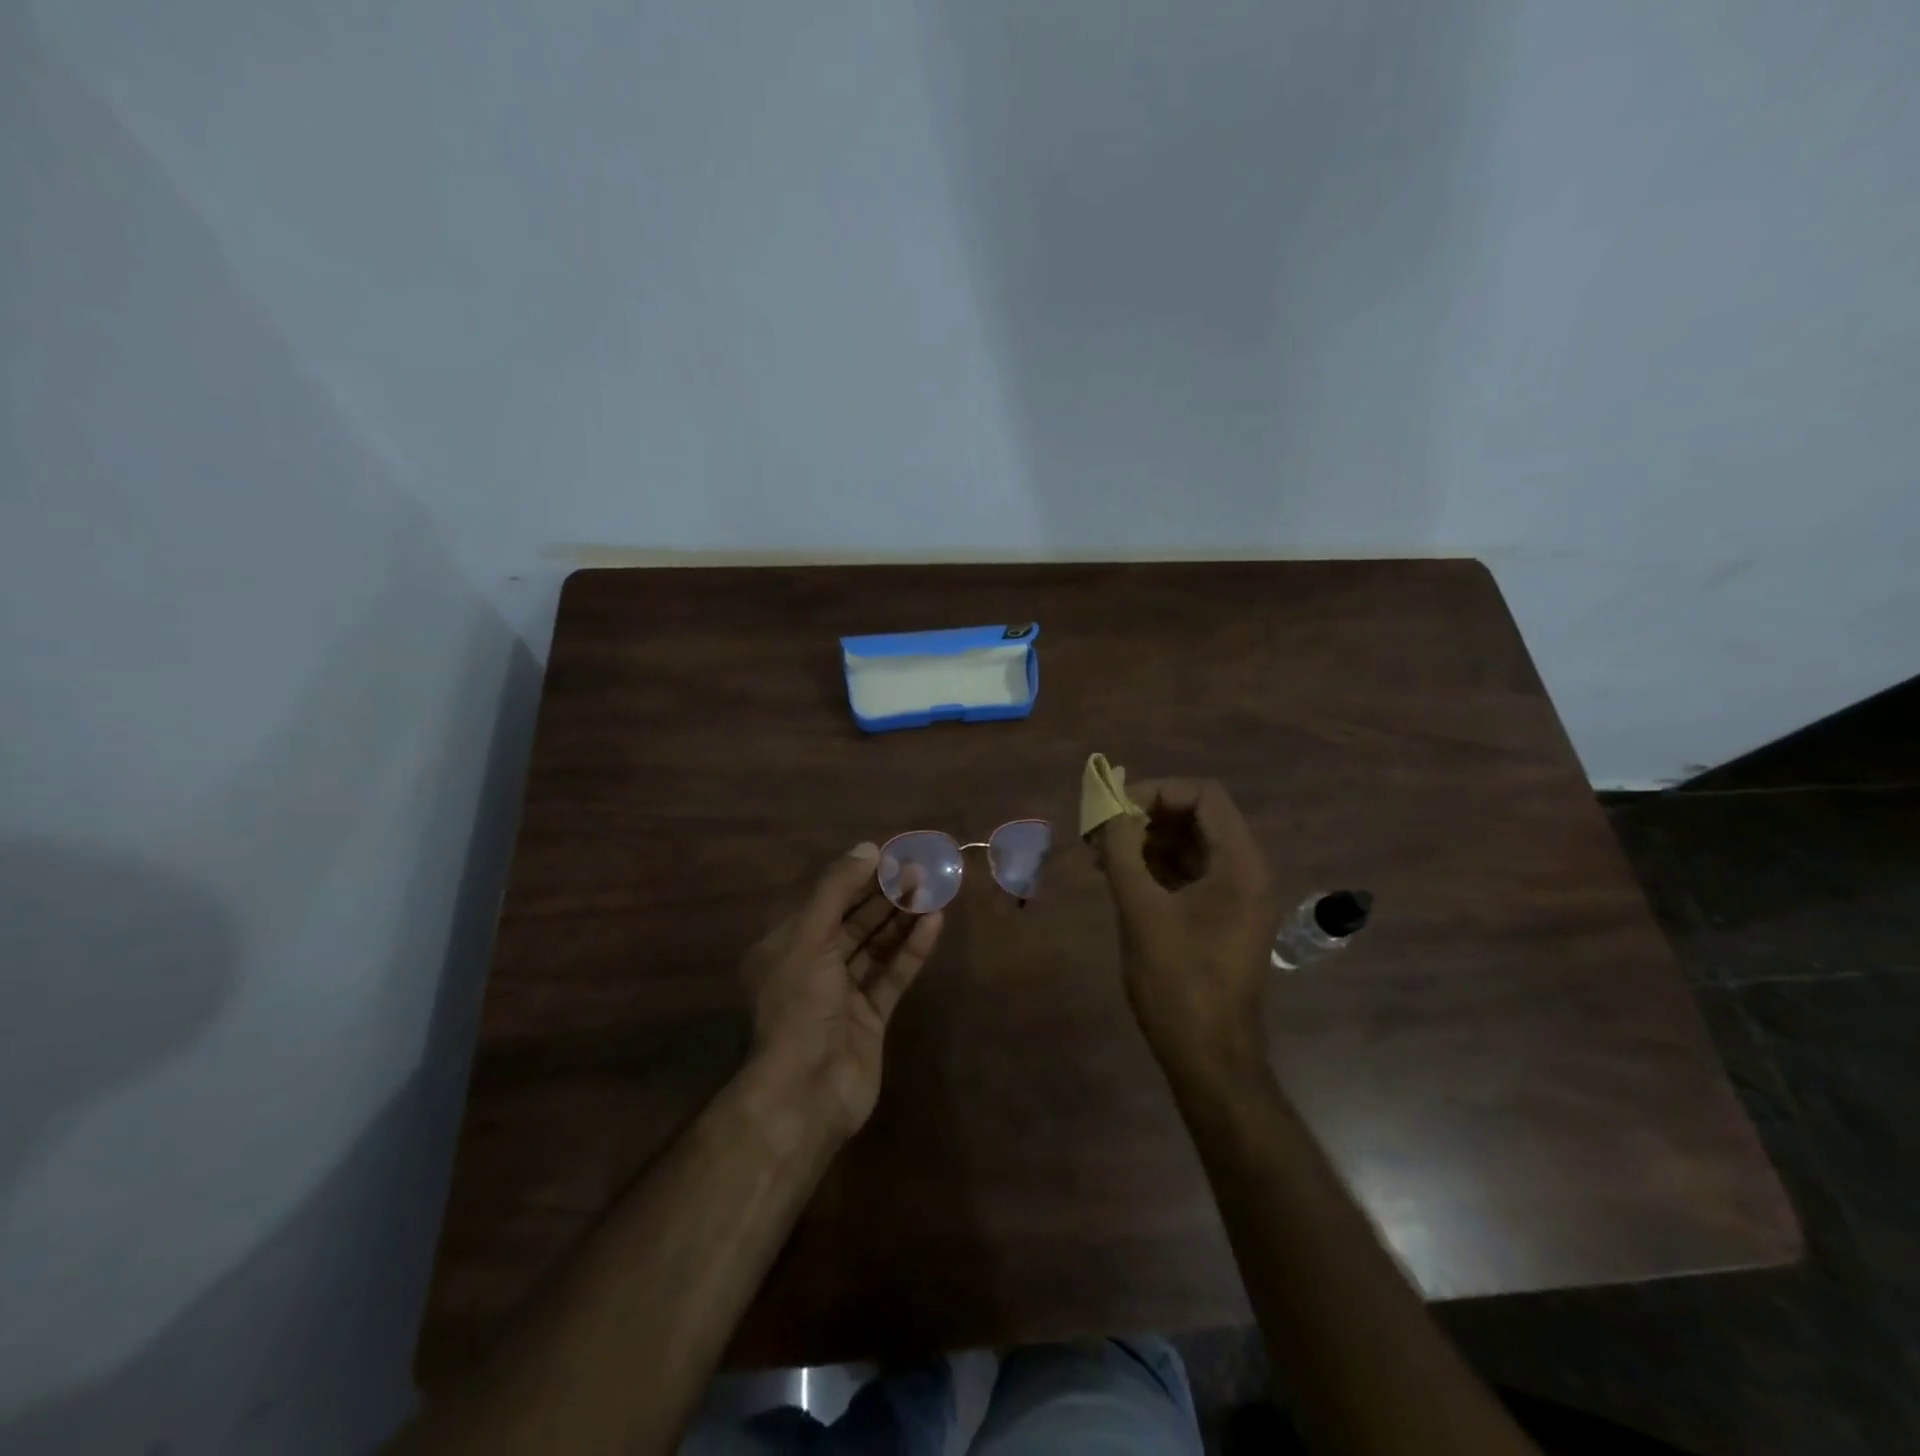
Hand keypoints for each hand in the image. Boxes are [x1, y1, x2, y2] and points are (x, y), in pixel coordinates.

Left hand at [741, 843, 943, 1140]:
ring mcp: (844, 994)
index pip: (827, 901)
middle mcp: (814, 967)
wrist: (806, 1092)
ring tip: (932, 889)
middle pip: (854, 921)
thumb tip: (867, 848)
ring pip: (876, 946)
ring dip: (902, 919)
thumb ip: (837, 891)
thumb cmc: (800, 1006)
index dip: (858, 877)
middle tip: (920, 869)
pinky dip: (912, 950)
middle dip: (884, 895)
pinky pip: (893, 975)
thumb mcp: (809, 938)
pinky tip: (933, 923)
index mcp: (787, 946)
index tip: (891, 855)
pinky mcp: (871, 1017)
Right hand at [1092, 779, 1277, 1076]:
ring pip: (1189, 844)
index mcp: (1239, 864)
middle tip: (1100, 830)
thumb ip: (1122, 853)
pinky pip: (1188, 872)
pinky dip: (1154, 865)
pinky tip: (1118, 875)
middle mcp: (1245, 871)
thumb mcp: (1141, 911)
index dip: (1156, 791)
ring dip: (1146, 840)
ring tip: (1099, 854)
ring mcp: (1235, 895)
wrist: (1208, 1055)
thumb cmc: (1177, 982)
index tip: (1114, 810)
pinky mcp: (1220, 916)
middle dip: (1145, 815)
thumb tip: (1108, 812)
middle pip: (1196, 816)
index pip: (1203, 795)